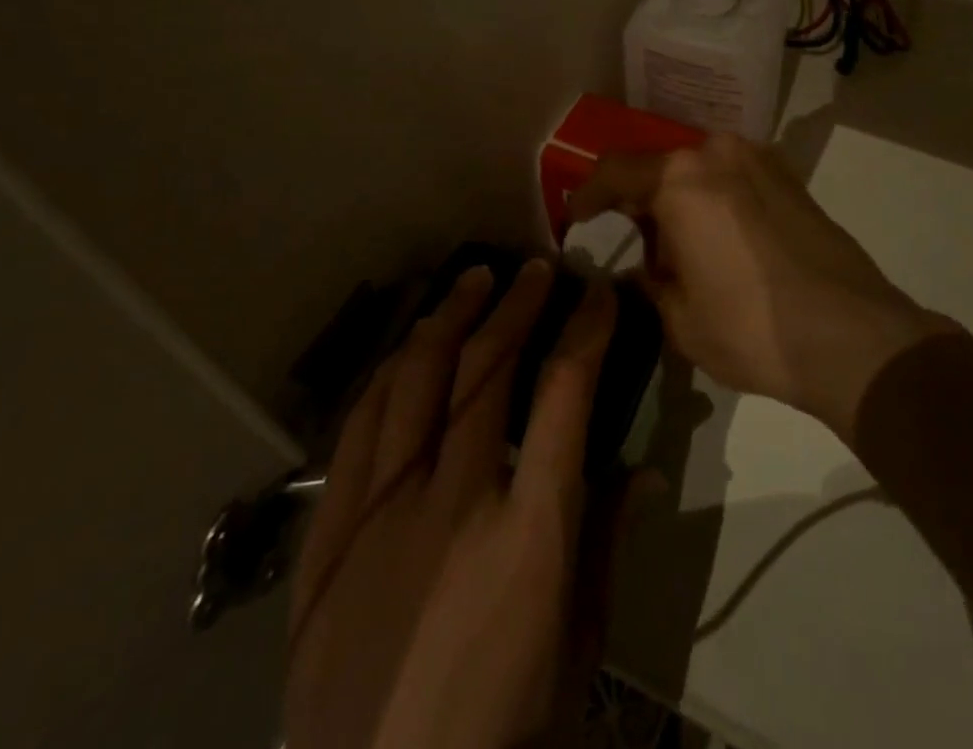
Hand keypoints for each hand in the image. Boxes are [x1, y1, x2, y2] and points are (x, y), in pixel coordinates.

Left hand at [284, 260, 626, 748]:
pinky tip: (408, 347)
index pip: (565, 396)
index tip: (598, 292)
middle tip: (537, 269)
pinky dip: (389, 372)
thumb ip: (607, 546)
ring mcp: (382, 515)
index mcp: (529, 534)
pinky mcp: (329, 537)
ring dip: (451, 318)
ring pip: (418, 381)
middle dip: (520, 305)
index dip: (587, 330)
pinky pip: (358, 430)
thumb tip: (643, 470)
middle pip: (488, 370)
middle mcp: (454, 504)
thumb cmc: (502, 728)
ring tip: (473, 281)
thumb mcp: (579, 649)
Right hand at [567, 135, 951, 439]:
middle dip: (640, 200)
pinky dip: (716, 199)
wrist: (853, 336)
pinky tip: (723, 242)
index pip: (614, 170)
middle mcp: (718, 153)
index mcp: (681, 178)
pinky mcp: (791, 178)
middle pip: (661, 166)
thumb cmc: (752, 328)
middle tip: (635, 242)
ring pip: (700, 170)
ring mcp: (760, 160)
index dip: (587, 195)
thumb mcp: (680, 318)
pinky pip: (734, 178)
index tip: (577, 219)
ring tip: (682, 247)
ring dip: (681, 199)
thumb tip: (645, 268)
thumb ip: (650, 281)